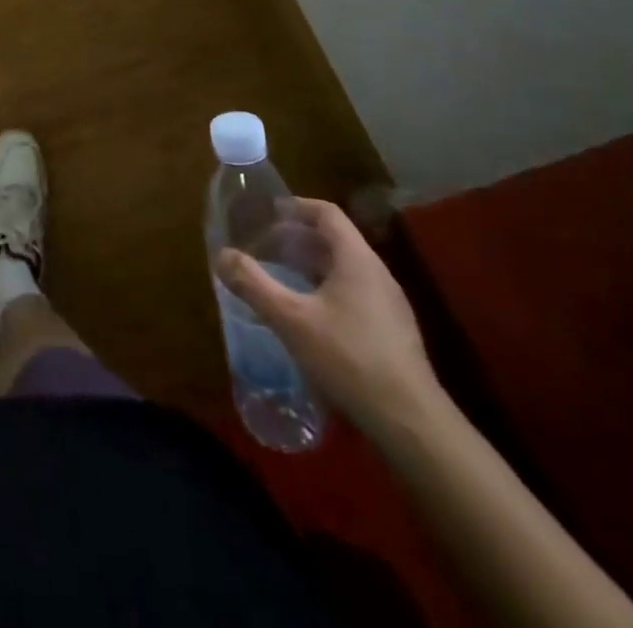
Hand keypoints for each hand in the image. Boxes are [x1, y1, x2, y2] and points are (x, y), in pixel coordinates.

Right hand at [217, 197, 439, 439]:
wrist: (411, 423)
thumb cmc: (348, 357)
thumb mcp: (290, 318)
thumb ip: (253, 284)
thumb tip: (221, 255)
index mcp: (357, 259)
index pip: (327, 213)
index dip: (296, 207)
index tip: (267, 214)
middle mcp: (377, 274)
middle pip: (335, 240)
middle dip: (297, 238)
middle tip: (265, 247)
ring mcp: (389, 305)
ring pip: (345, 269)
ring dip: (311, 265)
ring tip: (281, 278)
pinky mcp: (392, 333)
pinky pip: (354, 294)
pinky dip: (326, 290)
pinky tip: (308, 316)